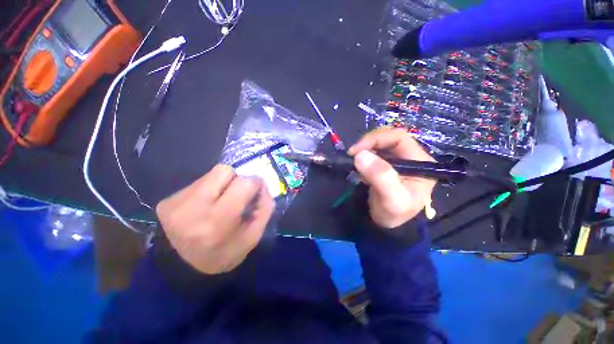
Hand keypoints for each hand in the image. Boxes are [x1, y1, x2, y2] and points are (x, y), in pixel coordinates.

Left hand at [156, 164, 274, 274]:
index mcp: (218, 221)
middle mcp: (193, 208)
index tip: (255, 192)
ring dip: (222, 184)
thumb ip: (265, 207)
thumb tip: (263, 184)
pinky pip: (199, 182)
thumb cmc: (226, 252)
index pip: (244, 183)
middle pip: (225, 171)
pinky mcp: (167, 201)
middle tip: (236, 197)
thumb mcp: (254, 236)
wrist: (186, 269)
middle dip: (237, 180)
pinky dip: (208, 189)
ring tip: (219, 202)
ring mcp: (176, 203)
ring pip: (212, 174)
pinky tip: (205, 206)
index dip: (255, 183)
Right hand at [348, 128, 436, 228]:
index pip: (398, 138)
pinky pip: (373, 154)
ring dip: (364, 150)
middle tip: (352, 155)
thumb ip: (381, 176)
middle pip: (388, 138)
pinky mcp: (386, 165)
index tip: (356, 150)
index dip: (376, 139)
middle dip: (368, 144)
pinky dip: (363, 156)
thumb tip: (361, 155)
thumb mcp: (392, 199)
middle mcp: (410, 157)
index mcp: (420, 161)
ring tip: (353, 161)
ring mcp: (397, 161)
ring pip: (379, 145)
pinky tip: (358, 165)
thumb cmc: (395, 214)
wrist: (389, 227)